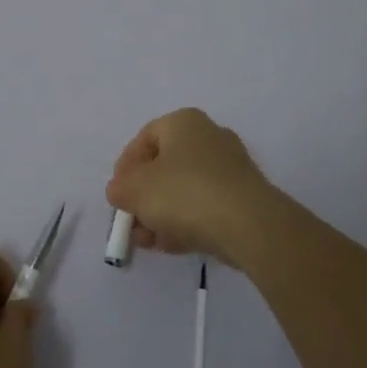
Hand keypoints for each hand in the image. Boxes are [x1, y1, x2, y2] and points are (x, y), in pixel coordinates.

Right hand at [106, 107, 283, 267]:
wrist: (248, 225)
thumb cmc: (184, 193)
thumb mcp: (135, 189)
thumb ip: (119, 188)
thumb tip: (121, 192)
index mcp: (183, 122)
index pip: (144, 138)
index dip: (125, 167)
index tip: (118, 194)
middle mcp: (209, 136)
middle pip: (164, 167)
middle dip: (143, 197)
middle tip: (132, 222)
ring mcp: (230, 167)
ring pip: (184, 190)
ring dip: (161, 215)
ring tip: (149, 241)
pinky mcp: (243, 197)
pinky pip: (205, 206)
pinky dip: (186, 222)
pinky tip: (172, 245)